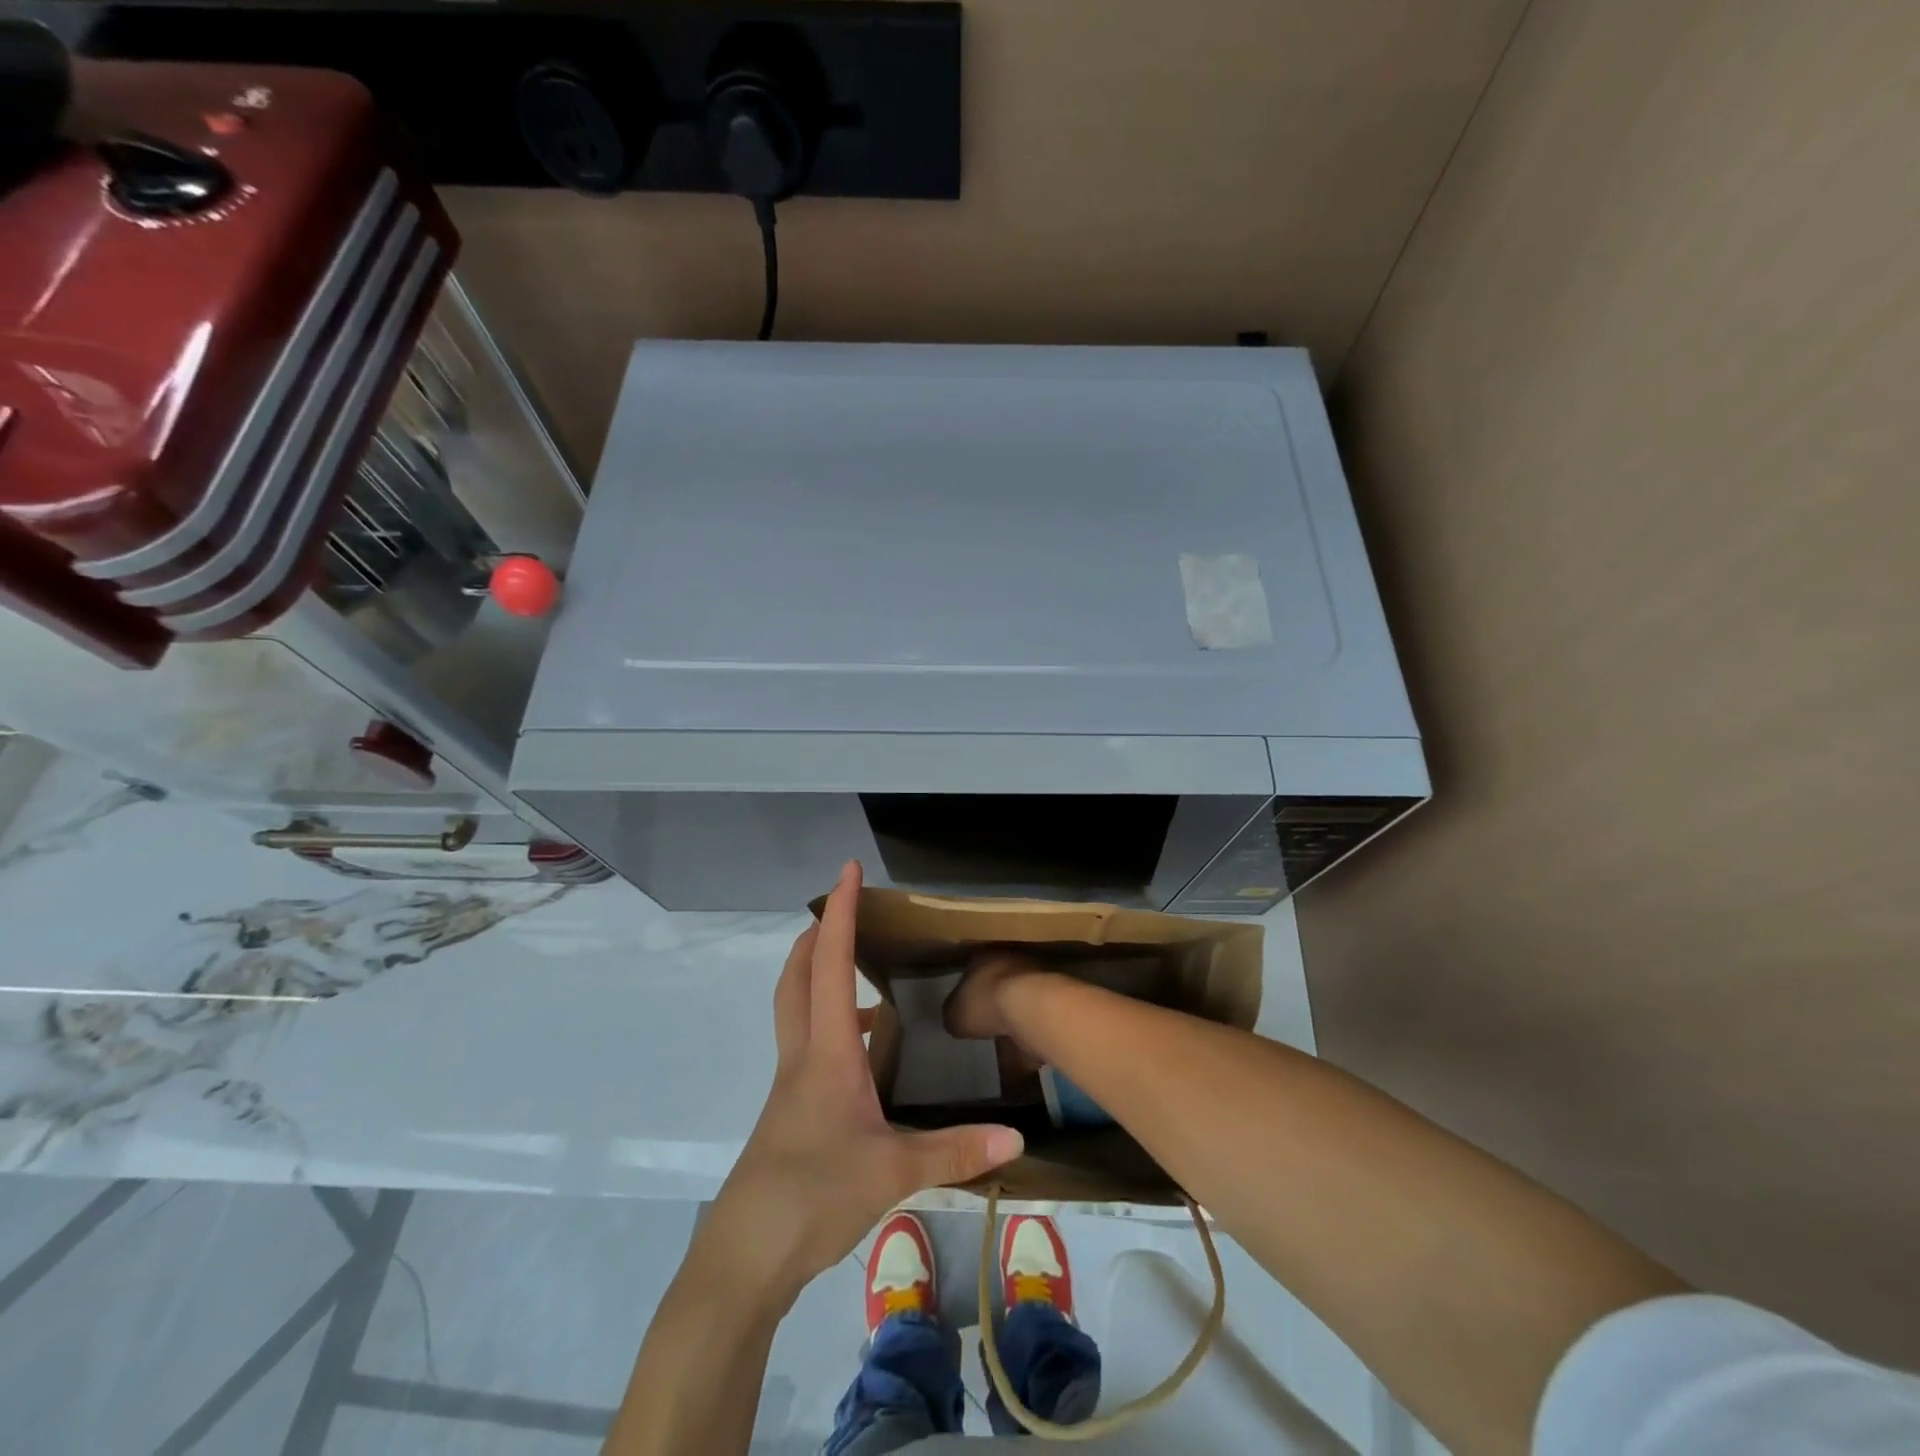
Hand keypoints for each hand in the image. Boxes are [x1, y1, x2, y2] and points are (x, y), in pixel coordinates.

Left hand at [700, 862, 1024, 1302]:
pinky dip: (833, 1024)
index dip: (839, 912)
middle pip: (797, 976)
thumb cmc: (812, 1196)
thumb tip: (1016, 1138)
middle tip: (845, 910)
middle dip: (816, 935)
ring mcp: (792, 1084)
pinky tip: (867, 1049)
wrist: (744, 1259)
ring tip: (862, 971)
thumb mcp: (893, 1173)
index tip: (846, 870)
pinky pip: (810, 1045)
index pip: (828, 963)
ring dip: (819, 976)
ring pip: (798, 1008)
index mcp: (826, 1052)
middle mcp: (803, 1056)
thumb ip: (955, 1151)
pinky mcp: (792, 1111)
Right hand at [944, 949, 1052, 1040]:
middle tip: (984, 1026)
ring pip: (1019, 1002)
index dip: (967, 990)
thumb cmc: (986, 1002)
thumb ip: (953, 1015)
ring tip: (1003, 1045)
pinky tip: (1020, 1057)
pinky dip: (1027, 1039)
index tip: (964, 1008)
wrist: (1033, 1008)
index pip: (972, 969)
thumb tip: (956, 1019)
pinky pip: (1034, 1023)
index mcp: (984, 957)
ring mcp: (1036, 980)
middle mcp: (1011, 961)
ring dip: (1013, 1021)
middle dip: (992, 1004)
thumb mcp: (954, 1013)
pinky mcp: (1054, 1002)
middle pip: (997, 984)